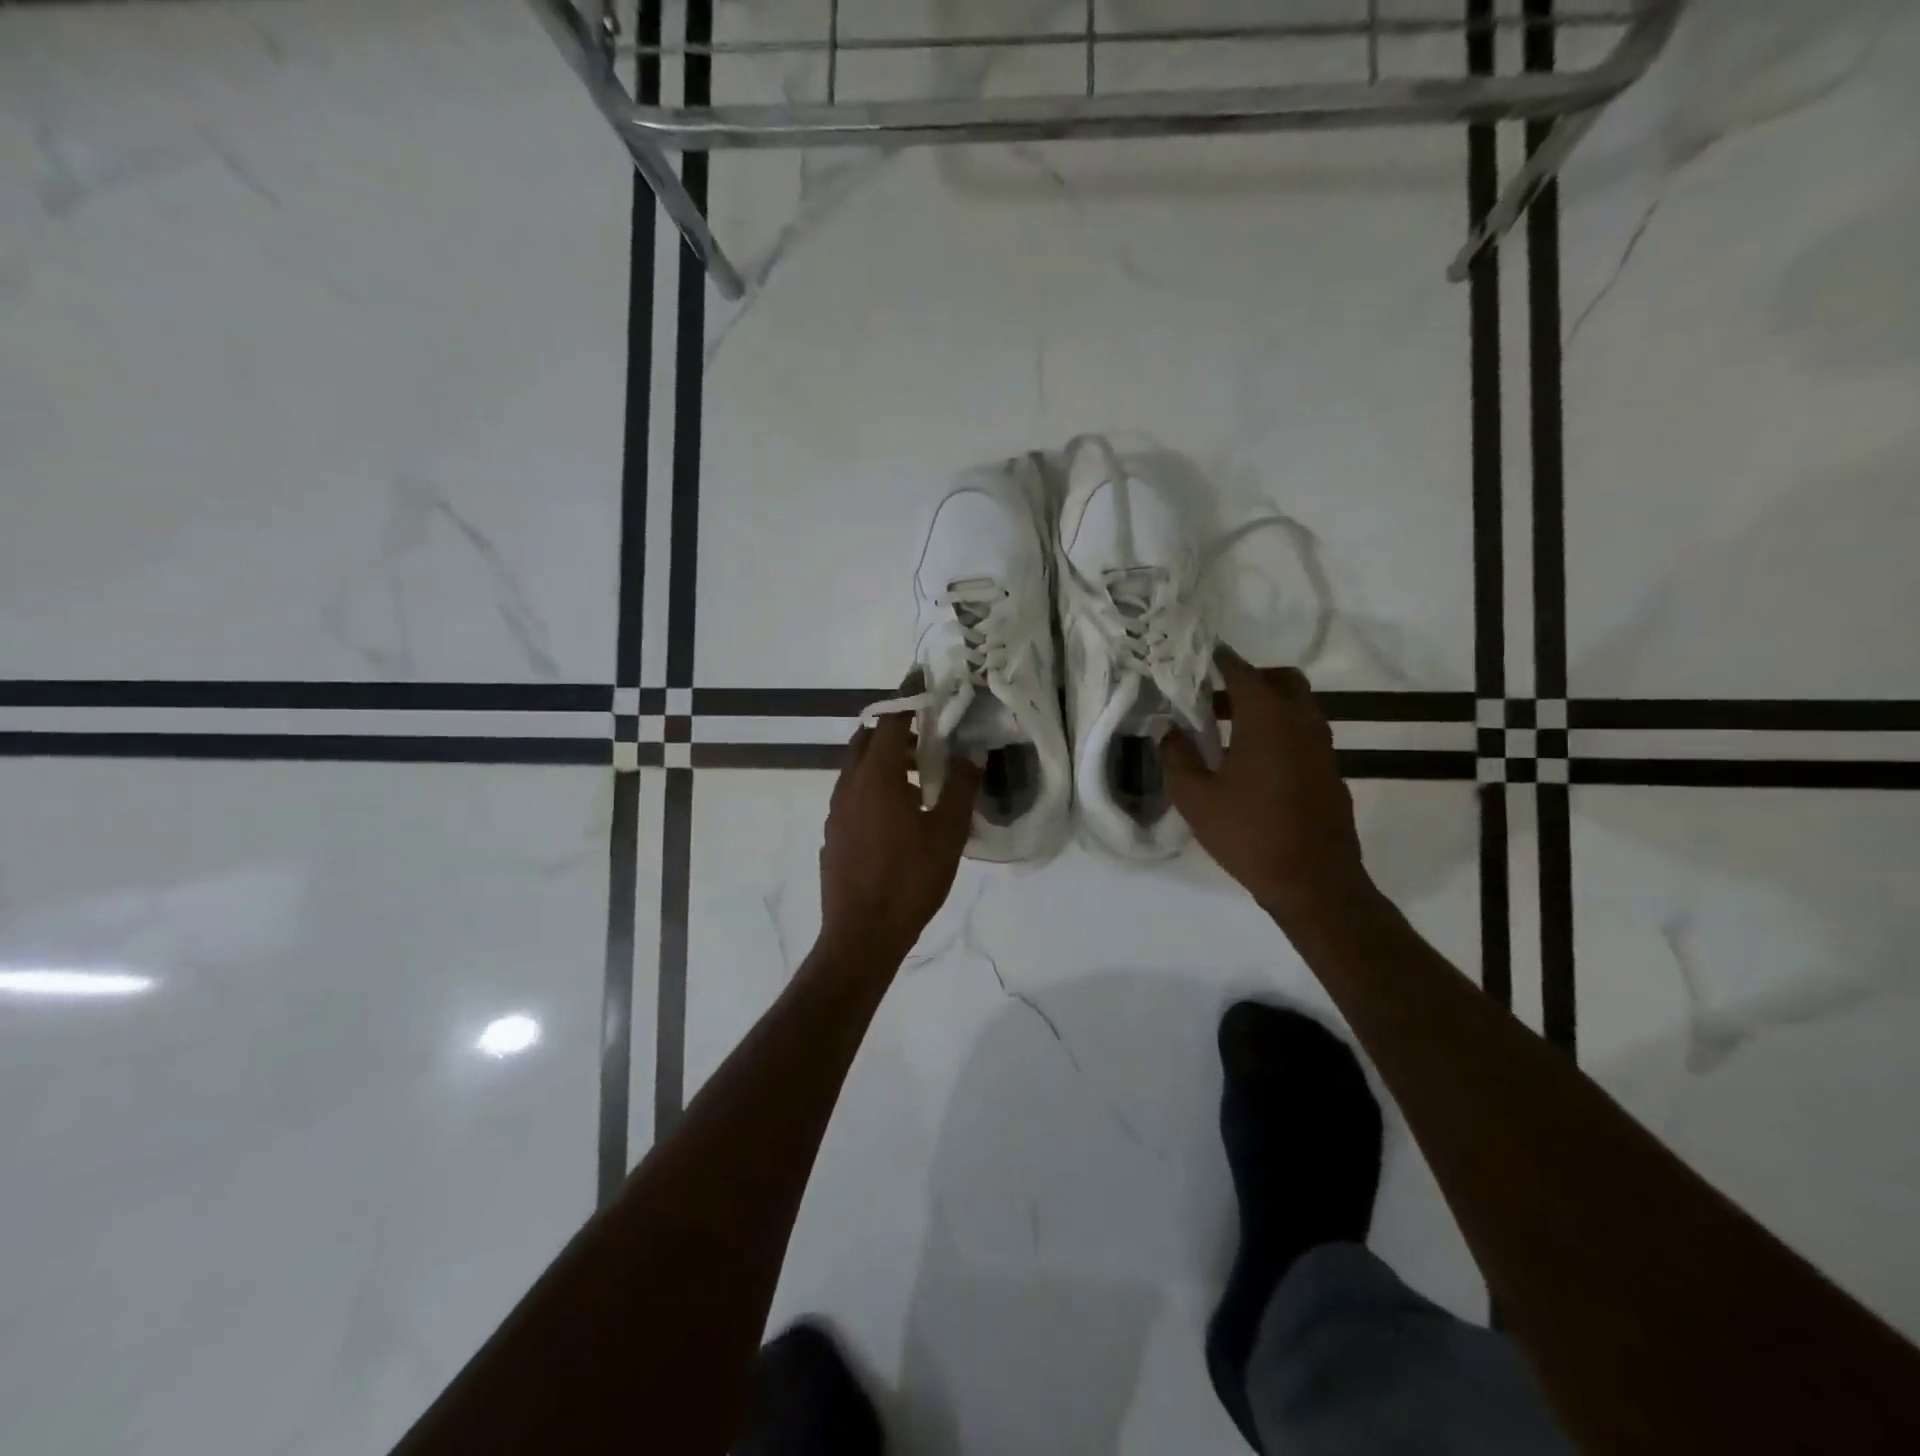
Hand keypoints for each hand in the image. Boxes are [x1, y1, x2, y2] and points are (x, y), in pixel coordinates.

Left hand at [818, 711, 978, 968]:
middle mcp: (849, 783)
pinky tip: (898, 811)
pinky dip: (874, 784)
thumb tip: (973, 753)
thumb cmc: (910, 880)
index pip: (892, 720)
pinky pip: (853, 792)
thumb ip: (962, 787)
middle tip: (929, 734)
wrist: (861, 935)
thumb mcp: (947, 833)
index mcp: (878, 776)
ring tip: (921, 775)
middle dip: (897, 727)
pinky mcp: (832, 831)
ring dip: (886, 758)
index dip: (909, 697)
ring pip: (858, 766)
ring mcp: (836, 809)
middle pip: (869, 739)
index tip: (924, 679)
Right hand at [1164, 650, 1374, 926]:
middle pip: (1281, 679)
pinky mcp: (1329, 768)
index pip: (1241, 670)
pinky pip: (1303, 731)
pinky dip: (1280, 729)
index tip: (1197, 656)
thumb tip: (1168, 728)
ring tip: (1227, 730)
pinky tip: (1253, 761)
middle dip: (1249, 678)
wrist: (1314, 881)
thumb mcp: (1196, 797)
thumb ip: (1176, 755)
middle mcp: (1301, 720)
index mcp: (1267, 718)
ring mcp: (1322, 745)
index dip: (1218, 659)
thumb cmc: (1248, 834)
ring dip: (1266, 705)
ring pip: (1297, 705)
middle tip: (1215, 696)